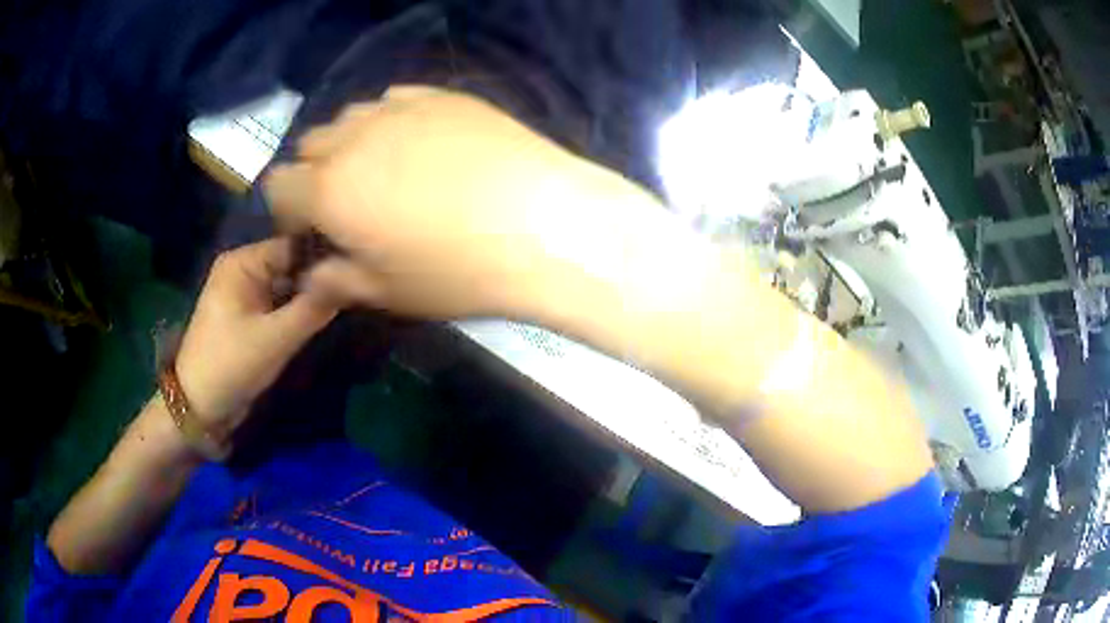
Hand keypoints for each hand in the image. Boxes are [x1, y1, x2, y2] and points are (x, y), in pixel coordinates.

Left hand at [174, 238, 340, 434]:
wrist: (200, 408)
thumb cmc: (231, 365)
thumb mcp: (275, 339)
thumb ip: (313, 309)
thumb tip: (352, 280)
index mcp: (243, 262)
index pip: (293, 246)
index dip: (325, 257)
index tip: (358, 271)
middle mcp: (244, 270)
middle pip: (292, 265)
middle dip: (320, 280)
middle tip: (357, 292)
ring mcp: (246, 294)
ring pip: (289, 286)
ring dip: (311, 297)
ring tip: (348, 303)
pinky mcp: (250, 316)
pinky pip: (281, 304)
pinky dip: (299, 312)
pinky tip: (324, 318)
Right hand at [263, 85, 611, 319]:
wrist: (544, 226)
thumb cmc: (458, 271)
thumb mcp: (387, 293)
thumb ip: (335, 281)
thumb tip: (310, 276)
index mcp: (328, 189)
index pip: (277, 186)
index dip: (288, 211)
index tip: (314, 230)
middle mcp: (353, 138)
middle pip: (310, 145)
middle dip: (318, 174)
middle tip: (353, 202)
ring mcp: (400, 109)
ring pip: (351, 118)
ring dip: (353, 143)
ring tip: (388, 170)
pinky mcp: (442, 96)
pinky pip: (396, 100)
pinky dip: (393, 121)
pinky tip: (422, 145)